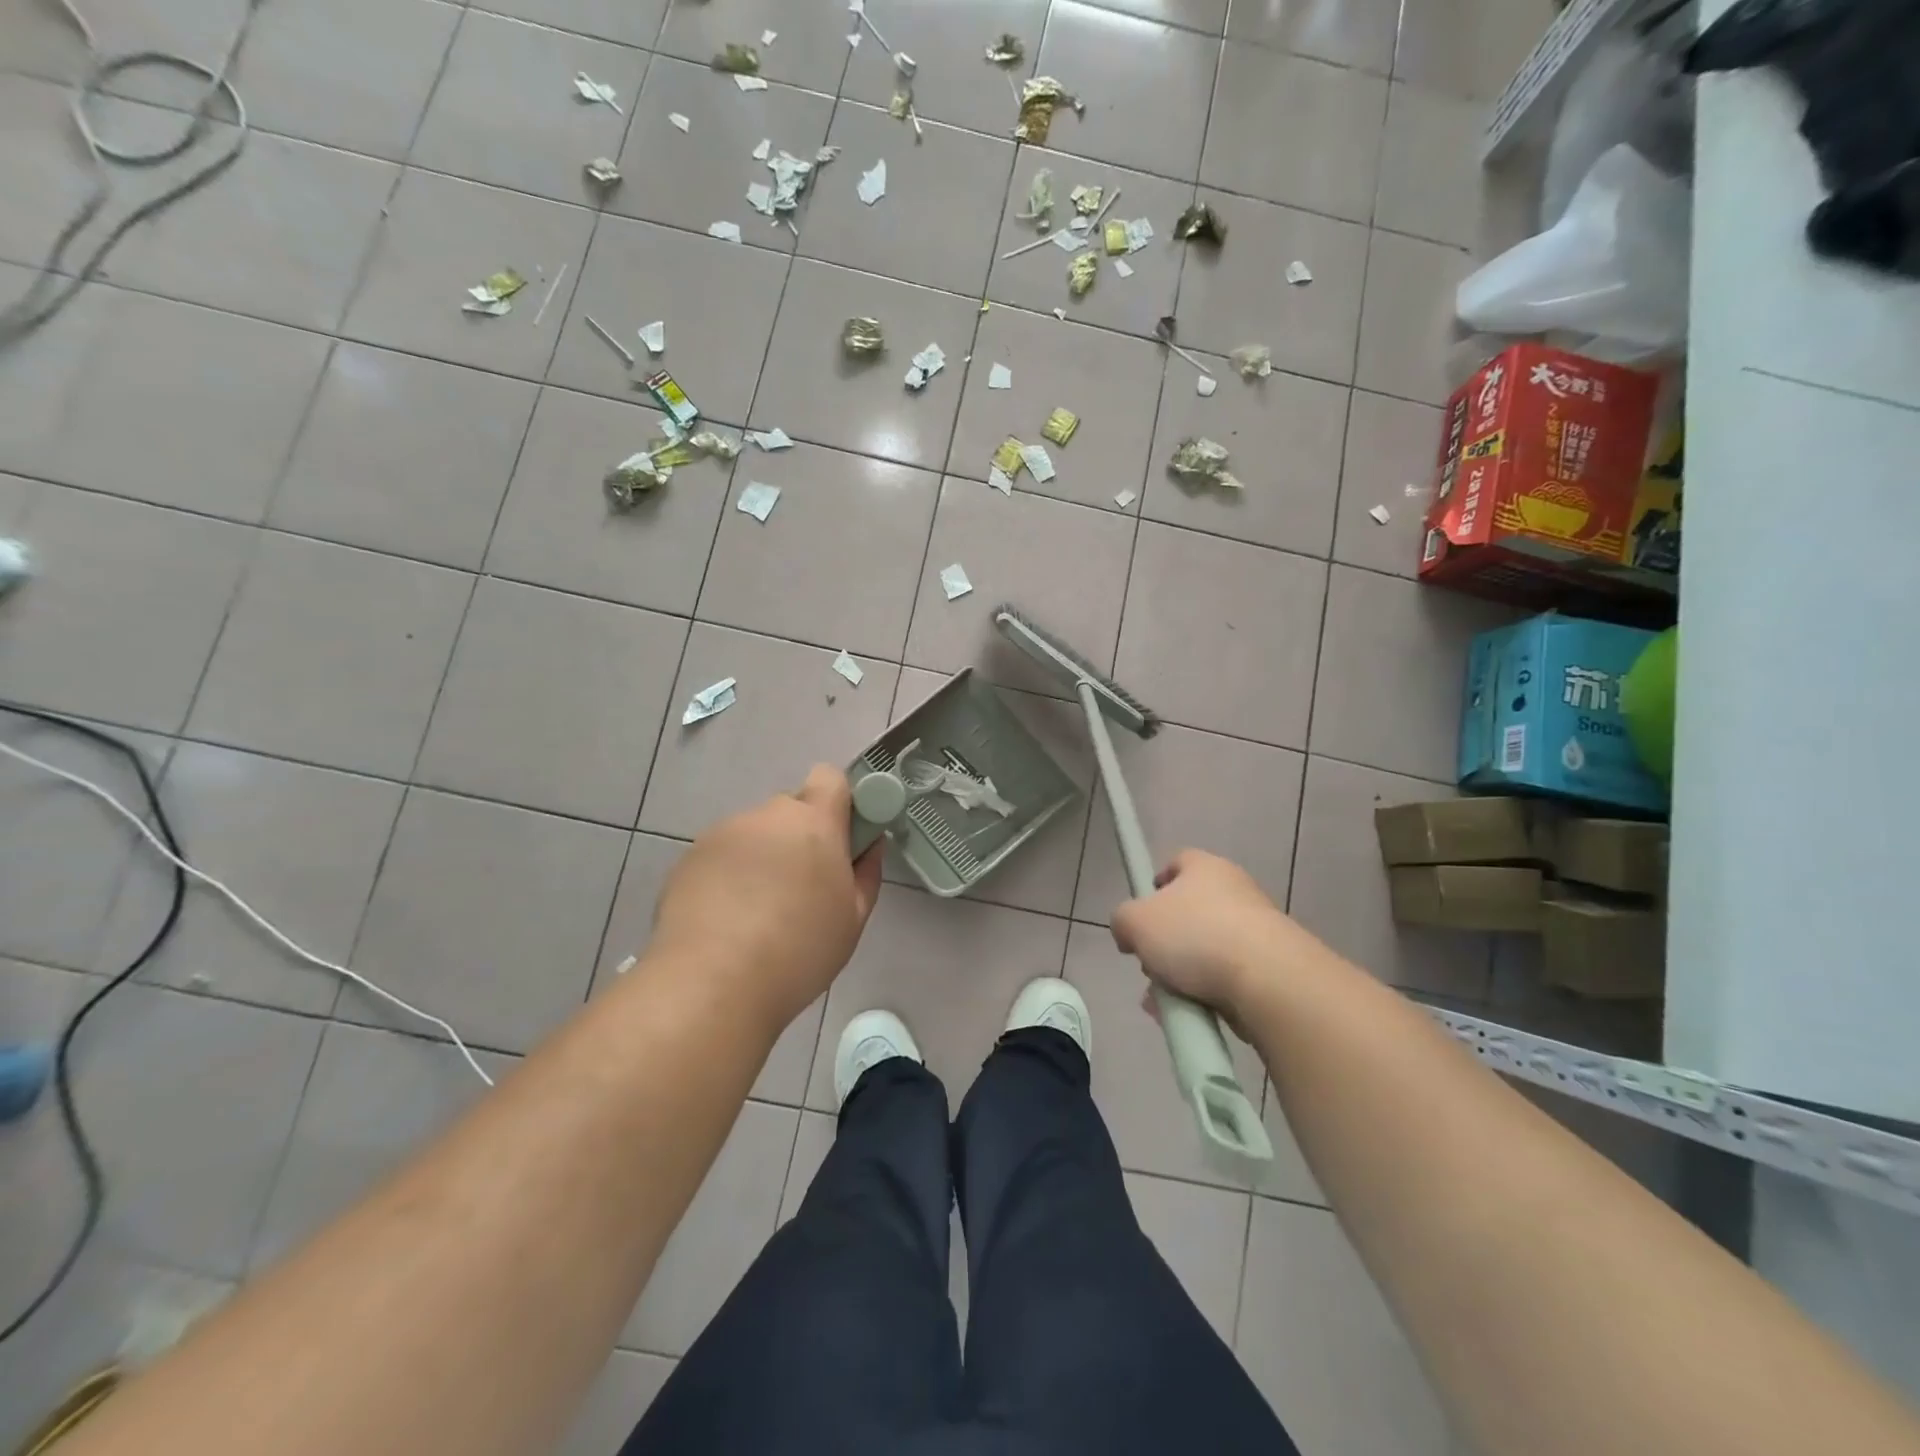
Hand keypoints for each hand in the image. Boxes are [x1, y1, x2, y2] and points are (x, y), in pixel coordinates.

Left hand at [651, 765, 883, 1026]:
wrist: (712, 984)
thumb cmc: (799, 952)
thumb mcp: (853, 918)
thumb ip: (866, 872)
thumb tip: (868, 845)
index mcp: (814, 822)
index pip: (830, 778)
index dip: (839, 802)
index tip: (842, 839)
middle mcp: (767, 816)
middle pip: (791, 810)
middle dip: (800, 837)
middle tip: (802, 888)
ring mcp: (722, 834)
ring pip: (754, 834)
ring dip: (763, 858)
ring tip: (757, 914)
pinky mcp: (688, 859)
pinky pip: (722, 856)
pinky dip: (729, 876)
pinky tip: (726, 921)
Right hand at [1111, 849, 1326, 1017]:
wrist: (1270, 980)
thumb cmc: (1195, 936)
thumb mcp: (1135, 922)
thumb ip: (1122, 921)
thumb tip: (1129, 933)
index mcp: (1204, 867)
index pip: (1176, 862)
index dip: (1155, 885)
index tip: (1142, 913)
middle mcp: (1235, 889)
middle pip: (1190, 911)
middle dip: (1166, 940)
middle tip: (1150, 963)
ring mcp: (1258, 928)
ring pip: (1207, 948)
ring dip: (1183, 973)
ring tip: (1166, 1000)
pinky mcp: (1273, 965)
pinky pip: (1228, 976)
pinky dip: (1208, 993)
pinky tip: (1191, 1014)